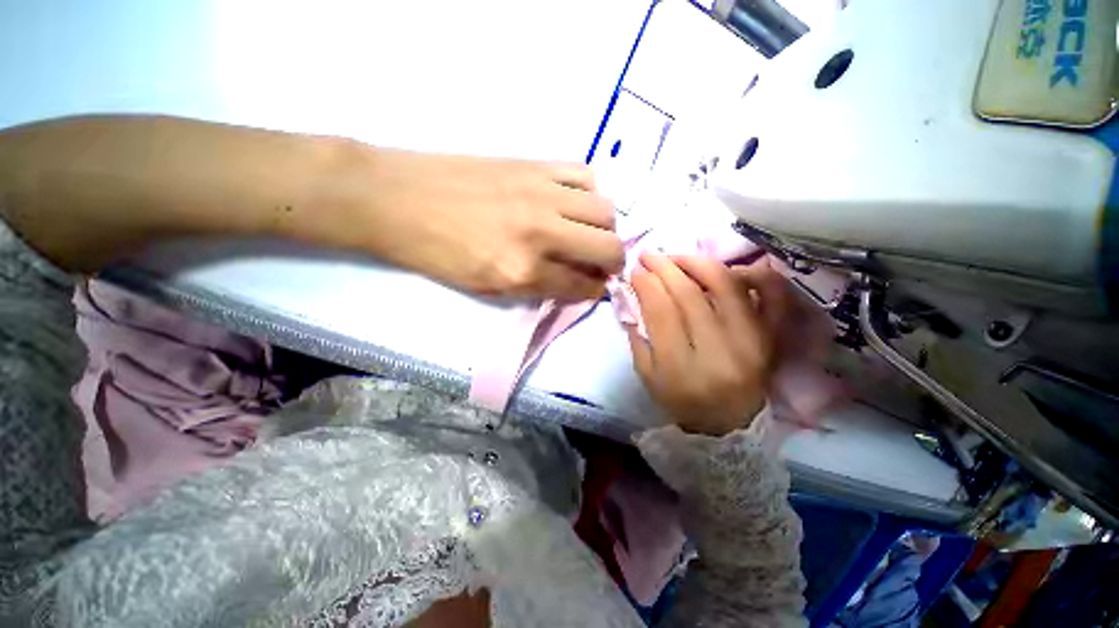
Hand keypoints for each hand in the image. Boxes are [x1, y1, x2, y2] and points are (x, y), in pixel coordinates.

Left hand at [336, 148, 623, 299]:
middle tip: (604, 264)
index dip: (597, 290)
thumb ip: (538, 286)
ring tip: (589, 233)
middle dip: (614, 261)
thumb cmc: (438, 254)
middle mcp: (540, 232)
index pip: (582, 285)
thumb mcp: (487, 288)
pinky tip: (574, 202)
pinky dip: (588, 193)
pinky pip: (583, 174)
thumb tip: (576, 281)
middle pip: (607, 246)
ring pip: (604, 209)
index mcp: (522, 271)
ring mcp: (540, 193)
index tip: (600, 287)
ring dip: (605, 228)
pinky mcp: (534, 164)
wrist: (397, 198)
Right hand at [626, 254, 787, 435]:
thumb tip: (634, 293)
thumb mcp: (647, 376)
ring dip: (698, 262)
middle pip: (690, 295)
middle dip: (665, 267)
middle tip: (649, 256)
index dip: (646, 284)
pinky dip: (754, 274)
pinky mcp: (773, 337)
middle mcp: (720, 352)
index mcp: (683, 368)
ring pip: (726, 286)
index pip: (662, 311)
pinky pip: (772, 296)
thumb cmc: (681, 402)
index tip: (635, 271)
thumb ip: (638, 335)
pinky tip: (730, 268)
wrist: (729, 425)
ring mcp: (753, 342)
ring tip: (677, 257)